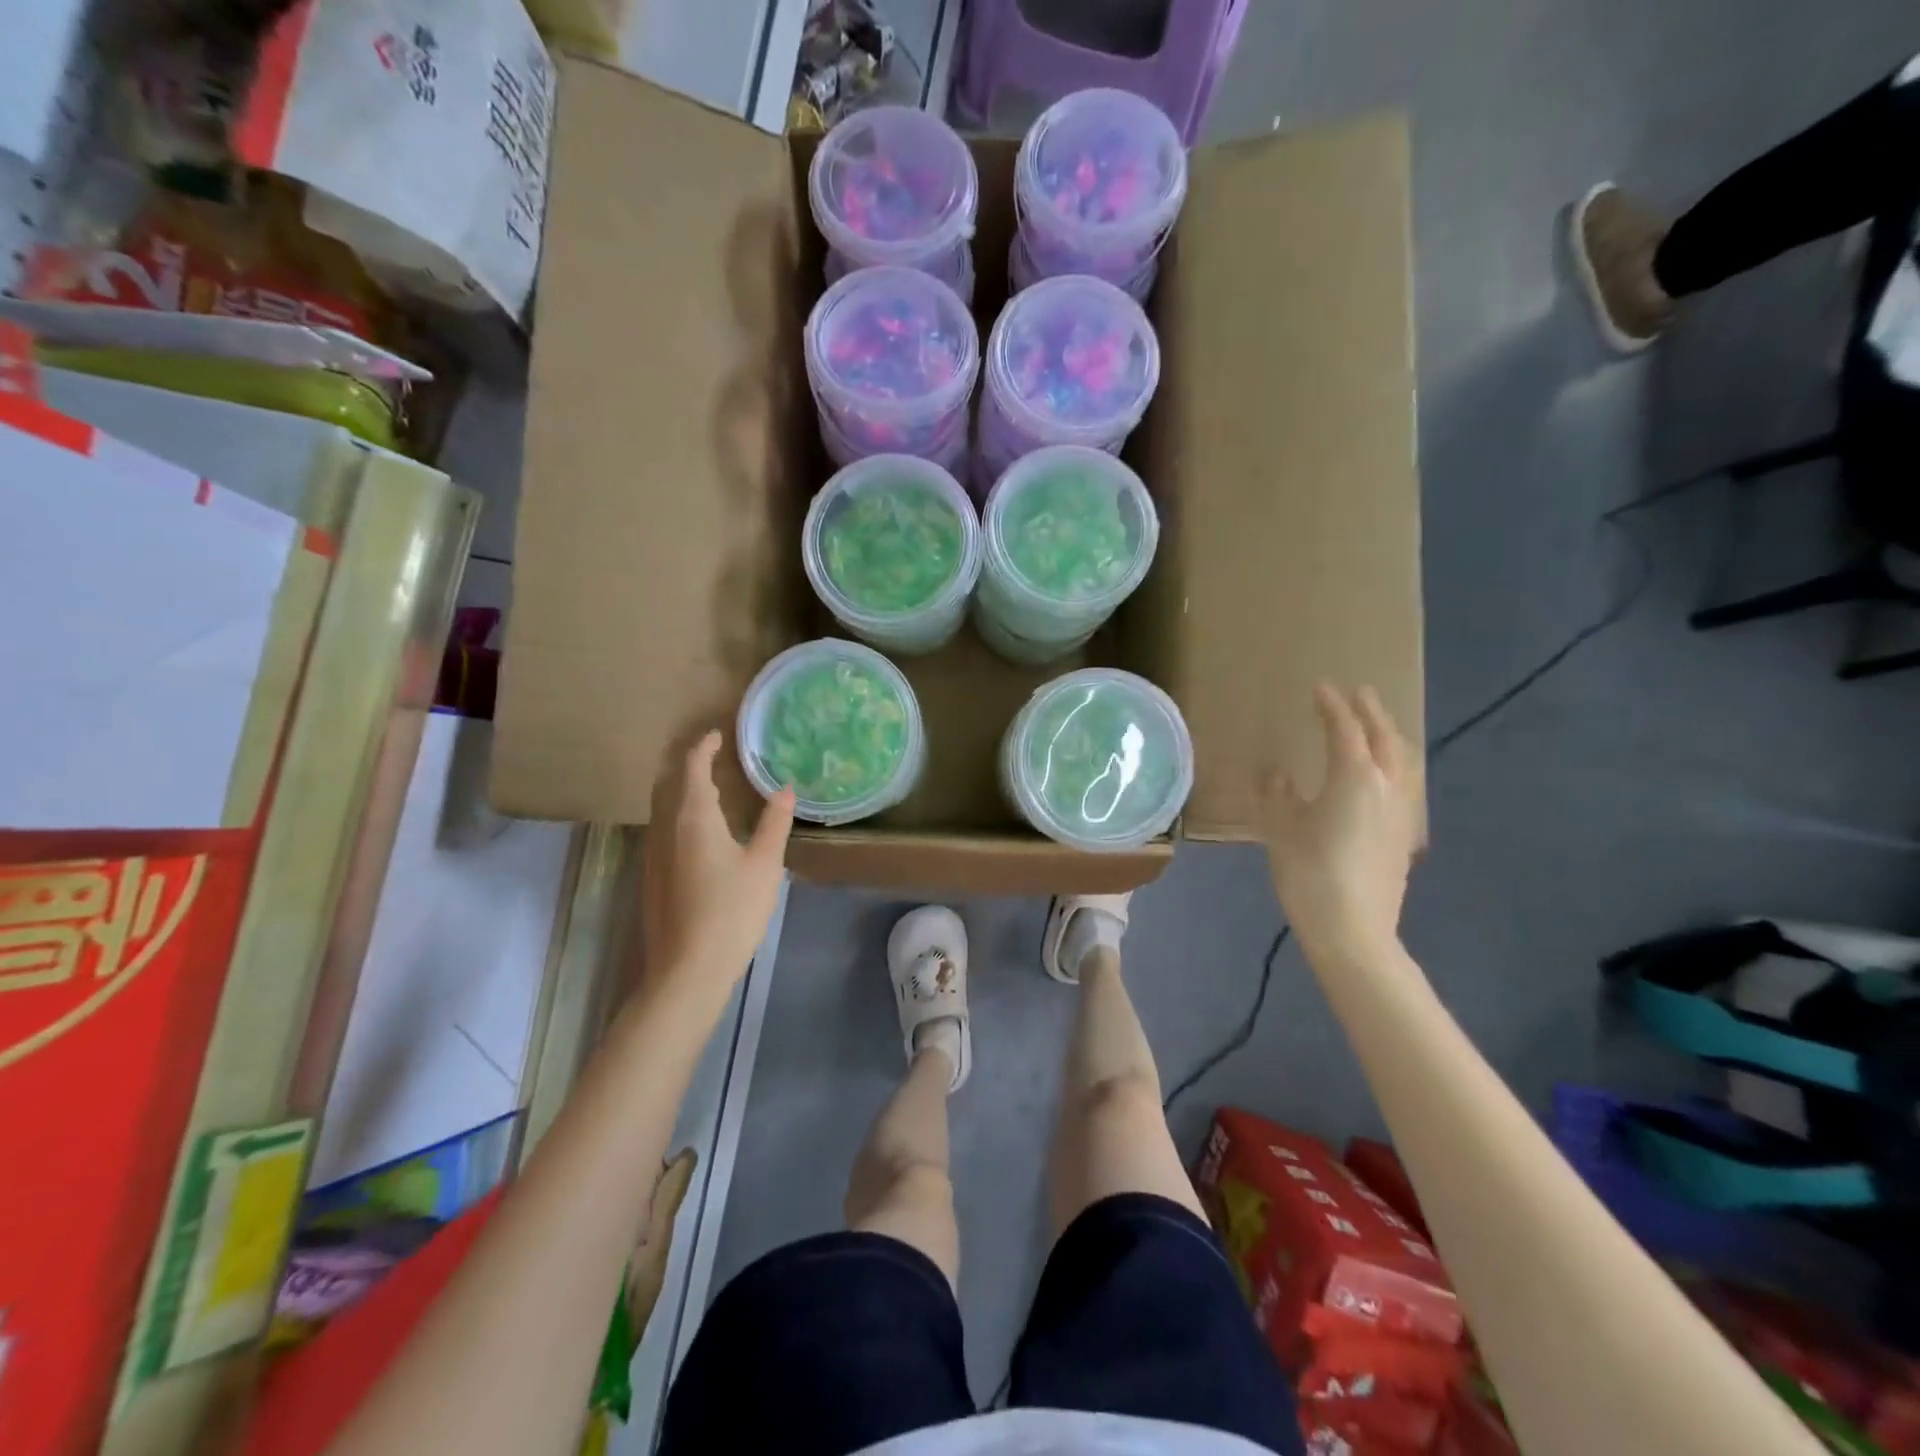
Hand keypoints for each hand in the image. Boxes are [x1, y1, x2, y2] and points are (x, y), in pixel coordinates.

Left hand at [642, 732, 794, 994]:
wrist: (687, 970)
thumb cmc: (731, 911)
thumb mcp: (764, 864)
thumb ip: (774, 822)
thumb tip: (785, 789)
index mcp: (693, 817)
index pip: (691, 767)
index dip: (703, 747)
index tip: (717, 735)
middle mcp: (665, 828)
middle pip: (669, 784)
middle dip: (688, 766)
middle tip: (714, 758)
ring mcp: (653, 854)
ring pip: (662, 808)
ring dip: (682, 791)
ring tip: (711, 790)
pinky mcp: (652, 877)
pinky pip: (662, 830)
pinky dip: (679, 815)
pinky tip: (699, 833)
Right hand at [1261, 685, 1424, 954]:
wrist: (1353, 929)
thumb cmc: (1310, 871)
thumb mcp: (1281, 828)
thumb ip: (1278, 794)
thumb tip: (1278, 774)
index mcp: (1354, 776)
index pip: (1344, 729)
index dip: (1332, 706)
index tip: (1320, 688)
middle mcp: (1386, 786)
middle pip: (1384, 738)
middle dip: (1370, 713)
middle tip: (1359, 694)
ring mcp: (1402, 812)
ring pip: (1403, 760)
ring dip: (1390, 736)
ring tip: (1378, 727)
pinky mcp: (1405, 836)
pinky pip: (1407, 784)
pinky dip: (1396, 764)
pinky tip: (1386, 776)